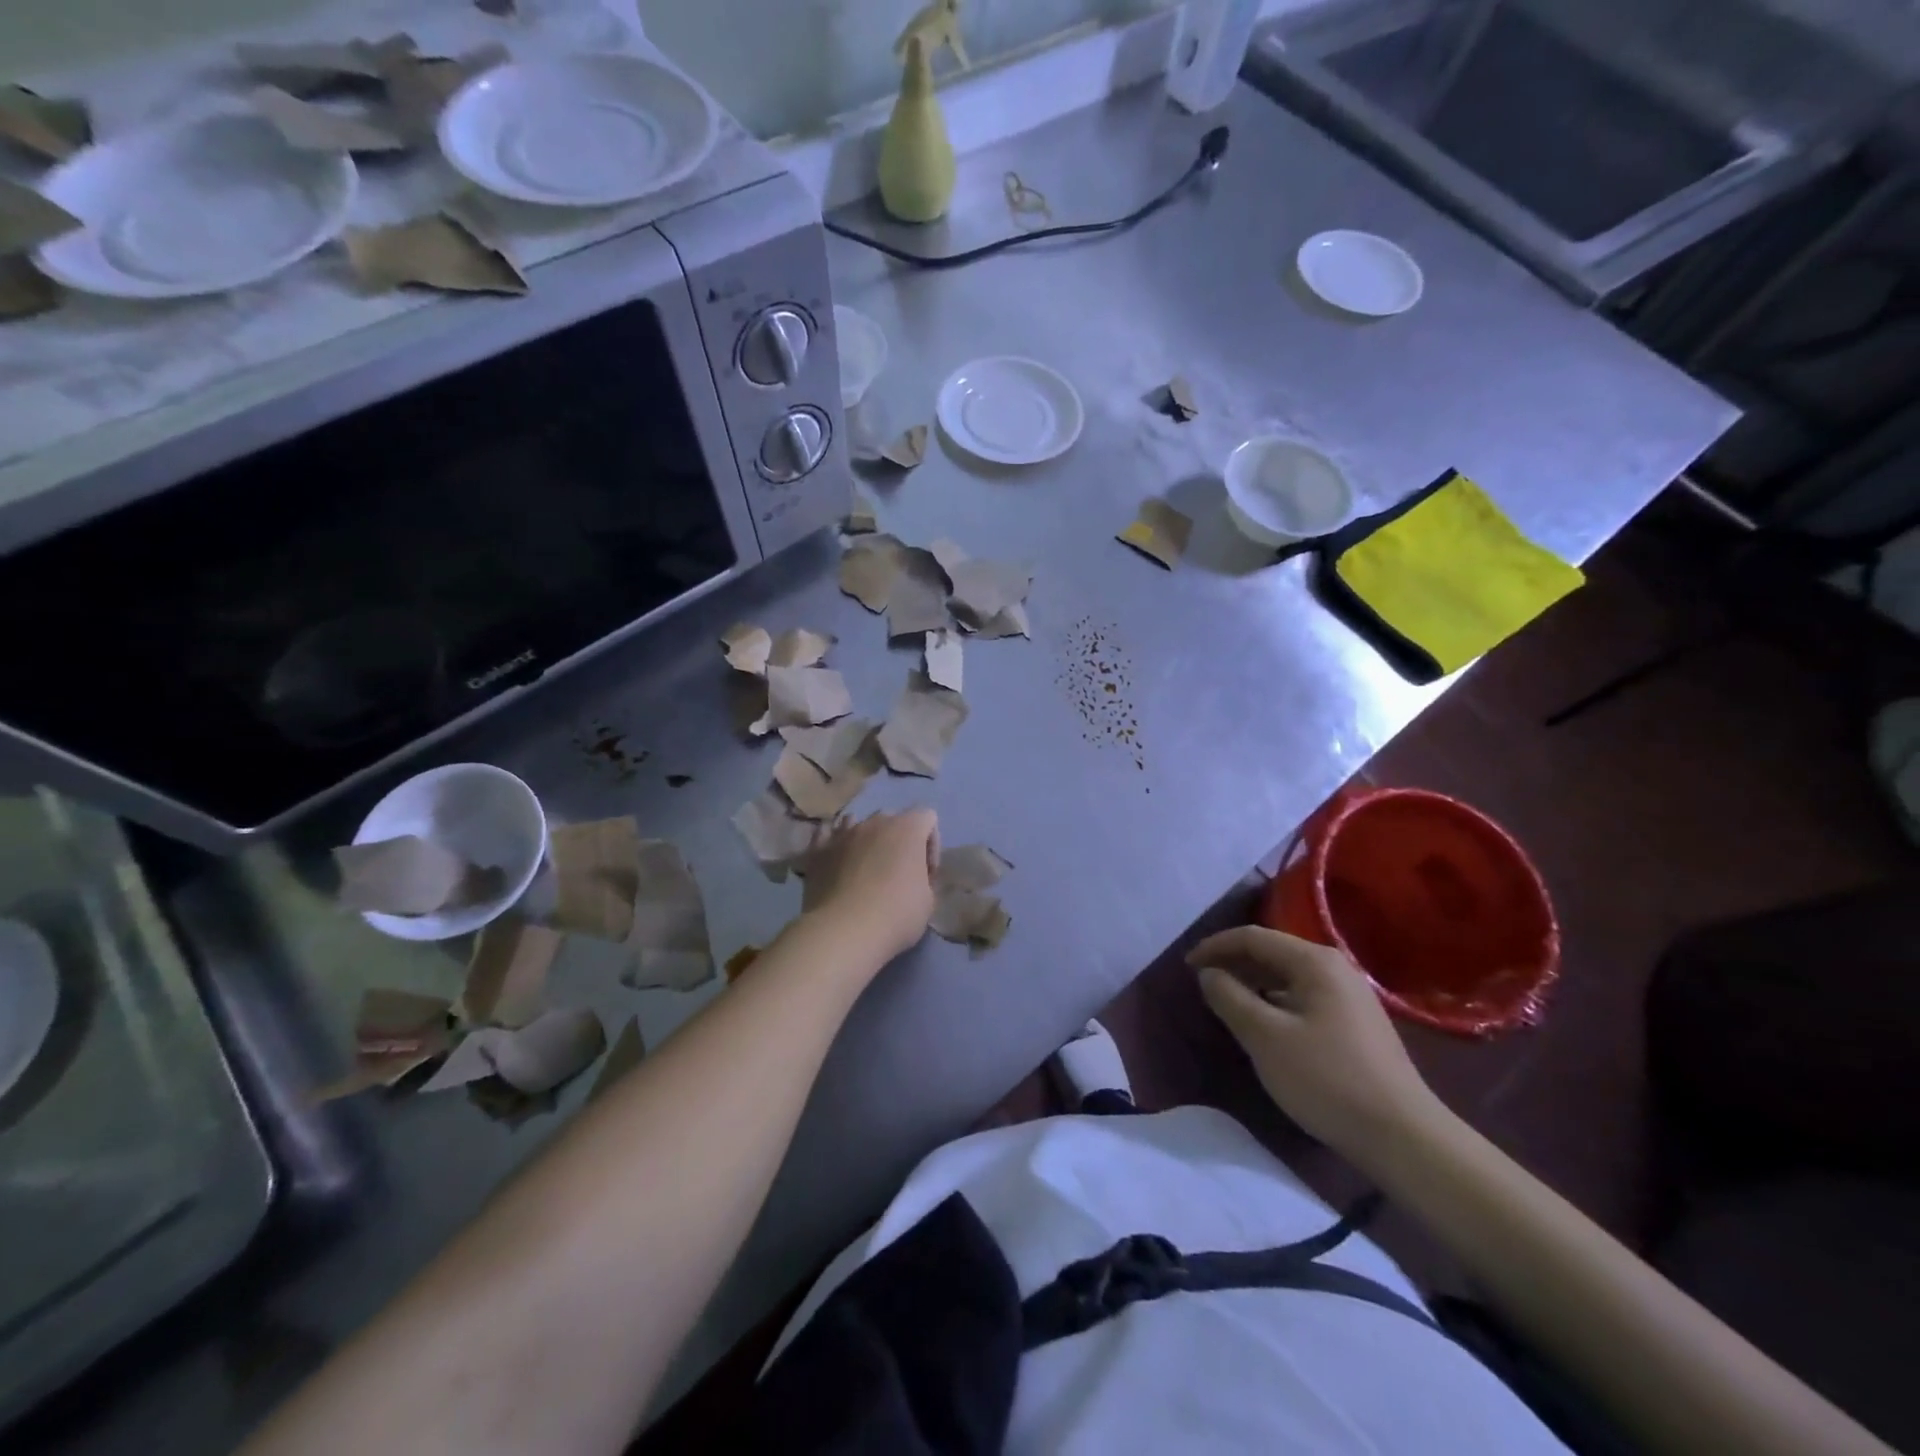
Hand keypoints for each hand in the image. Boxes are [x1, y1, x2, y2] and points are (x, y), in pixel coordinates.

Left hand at [801, 808, 939, 963]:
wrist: (843, 931)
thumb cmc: (895, 915)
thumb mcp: (928, 902)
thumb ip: (925, 879)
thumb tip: (913, 877)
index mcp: (907, 828)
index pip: (927, 818)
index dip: (931, 844)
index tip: (926, 874)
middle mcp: (875, 822)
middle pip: (893, 819)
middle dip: (898, 841)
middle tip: (898, 872)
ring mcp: (843, 833)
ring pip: (858, 824)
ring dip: (867, 841)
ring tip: (865, 869)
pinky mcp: (817, 849)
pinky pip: (828, 834)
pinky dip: (835, 845)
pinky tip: (837, 862)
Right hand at [1188, 926, 1445, 1166]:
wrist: (1404, 1137)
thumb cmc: (1326, 1079)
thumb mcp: (1265, 1037)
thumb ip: (1230, 997)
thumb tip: (1209, 974)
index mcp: (1314, 961)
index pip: (1252, 937)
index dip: (1214, 947)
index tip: (1186, 967)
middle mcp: (1334, 968)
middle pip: (1272, 952)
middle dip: (1233, 963)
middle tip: (1202, 984)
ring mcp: (1350, 995)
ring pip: (1287, 976)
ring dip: (1253, 983)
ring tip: (1225, 1002)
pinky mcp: (1356, 1023)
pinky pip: (1303, 996)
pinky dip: (1274, 1001)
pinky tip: (1263, 1024)